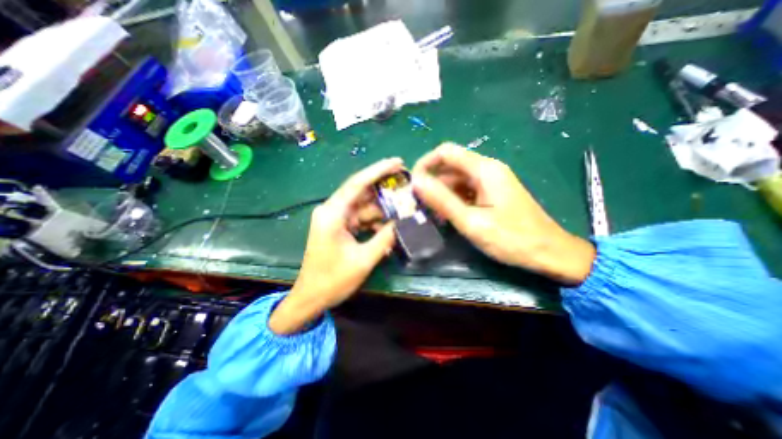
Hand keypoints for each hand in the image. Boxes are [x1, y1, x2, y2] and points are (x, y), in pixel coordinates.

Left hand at [269, 160, 402, 334]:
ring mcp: (335, 219)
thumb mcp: (363, 260)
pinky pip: (361, 218)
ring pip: (363, 207)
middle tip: (406, 182)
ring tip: (403, 208)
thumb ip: (384, 239)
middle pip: (361, 192)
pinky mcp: (339, 227)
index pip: (358, 184)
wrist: (311, 297)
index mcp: (332, 214)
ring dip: (382, 208)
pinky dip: (375, 221)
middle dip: (384, 188)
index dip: (378, 171)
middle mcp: (332, 211)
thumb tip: (403, 223)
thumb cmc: (332, 280)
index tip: (398, 162)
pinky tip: (389, 227)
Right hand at [411, 142, 596, 282]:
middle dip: (431, 182)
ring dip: (441, 194)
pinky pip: (465, 191)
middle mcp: (487, 170)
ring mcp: (490, 182)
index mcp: (484, 170)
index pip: (446, 152)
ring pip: (456, 180)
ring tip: (430, 215)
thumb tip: (416, 182)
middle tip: (418, 204)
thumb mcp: (471, 222)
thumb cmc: (511, 239)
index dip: (425, 163)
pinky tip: (447, 217)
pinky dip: (453, 201)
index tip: (413, 184)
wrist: (550, 253)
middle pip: (450, 166)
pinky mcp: (492, 194)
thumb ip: (442, 200)